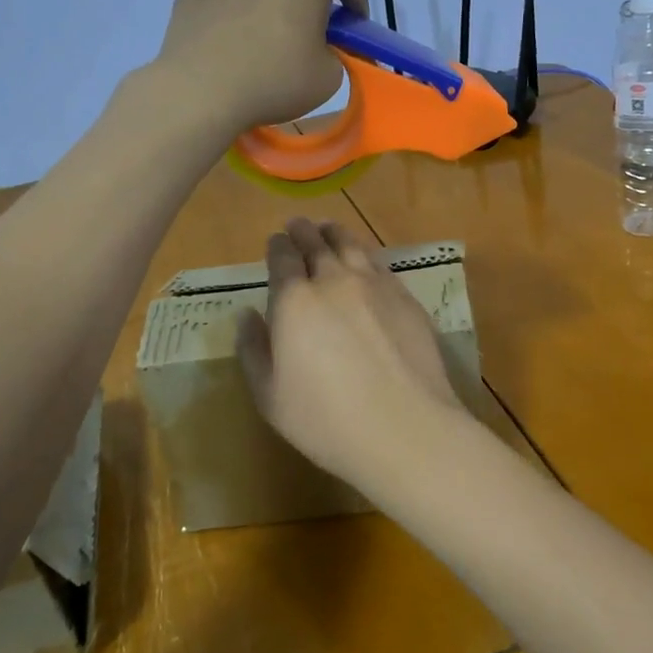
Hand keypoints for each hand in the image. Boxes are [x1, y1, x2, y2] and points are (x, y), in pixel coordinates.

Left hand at [153, 0, 367, 133]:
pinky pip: (223, 5)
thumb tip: (319, 48)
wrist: (200, 93)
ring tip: (262, 49)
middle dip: (309, 4)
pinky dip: (232, 22)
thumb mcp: (330, 77)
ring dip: (268, 9)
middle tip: (309, 40)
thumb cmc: (276, 80)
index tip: (353, 28)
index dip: (357, 0)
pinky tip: (227, 52)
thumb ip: (335, 54)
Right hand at [236, 219, 466, 490]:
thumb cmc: (325, 420)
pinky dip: (365, 254)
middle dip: (303, 232)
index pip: (282, 258)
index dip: (277, 246)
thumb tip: (247, 315)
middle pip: (316, 243)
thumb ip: (253, 350)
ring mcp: (375, 285)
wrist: (404, 427)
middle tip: (298, 225)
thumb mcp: (269, 396)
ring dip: (335, 234)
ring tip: (329, 229)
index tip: (275, 241)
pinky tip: (365, 260)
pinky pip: (379, 264)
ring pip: (351, 246)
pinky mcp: (405, 297)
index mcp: (294, 300)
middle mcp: (334, 280)